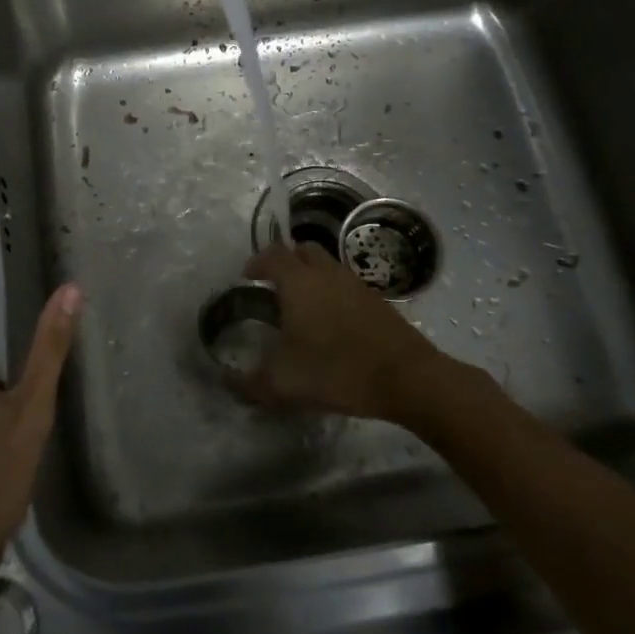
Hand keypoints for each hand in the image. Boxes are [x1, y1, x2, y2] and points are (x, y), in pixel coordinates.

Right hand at [239, 241, 441, 421]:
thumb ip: (250, 383)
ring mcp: (355, 283)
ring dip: (311, 275)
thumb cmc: (337, 370)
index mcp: (298, 282)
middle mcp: (326, 273)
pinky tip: (332, 323)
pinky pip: (346, 284)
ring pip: (327, 265)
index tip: (247, 277)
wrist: (406, 377)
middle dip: (285, 261)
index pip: (272, 255)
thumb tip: (228, 381)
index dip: (256, 262)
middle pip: (302, 250)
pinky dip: (333, 292)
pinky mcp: (376, 299)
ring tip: (302, 305)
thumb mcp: (284, 384)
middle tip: (274, 285)